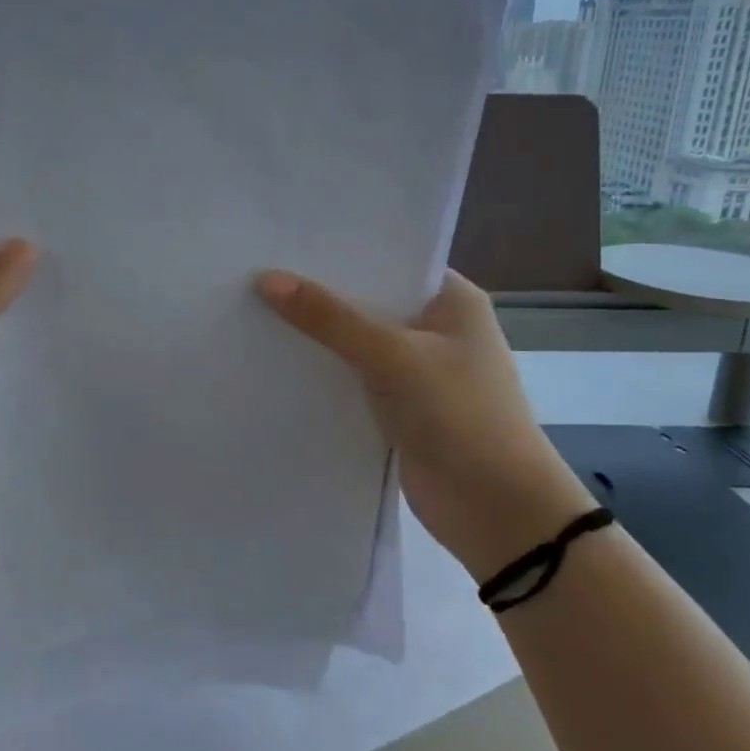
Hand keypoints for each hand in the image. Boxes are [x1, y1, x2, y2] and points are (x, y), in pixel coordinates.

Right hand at [257, 269, 593, 579]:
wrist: (496, 511)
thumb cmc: (460, 415)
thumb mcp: (393, 356)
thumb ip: (330, 318)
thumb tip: (267, 279)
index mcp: (451, 300)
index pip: (389, 260)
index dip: (340, 251)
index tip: (285, 239)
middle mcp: (435, 328)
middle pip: (368, 301)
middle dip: (319, 292)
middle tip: (256, 270)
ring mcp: (417, 370)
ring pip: (356, 342)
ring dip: (317, 335)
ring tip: (253, 307)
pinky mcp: (398, 407)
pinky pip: (352, 378)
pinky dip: (322, 372)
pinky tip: (275, 359)